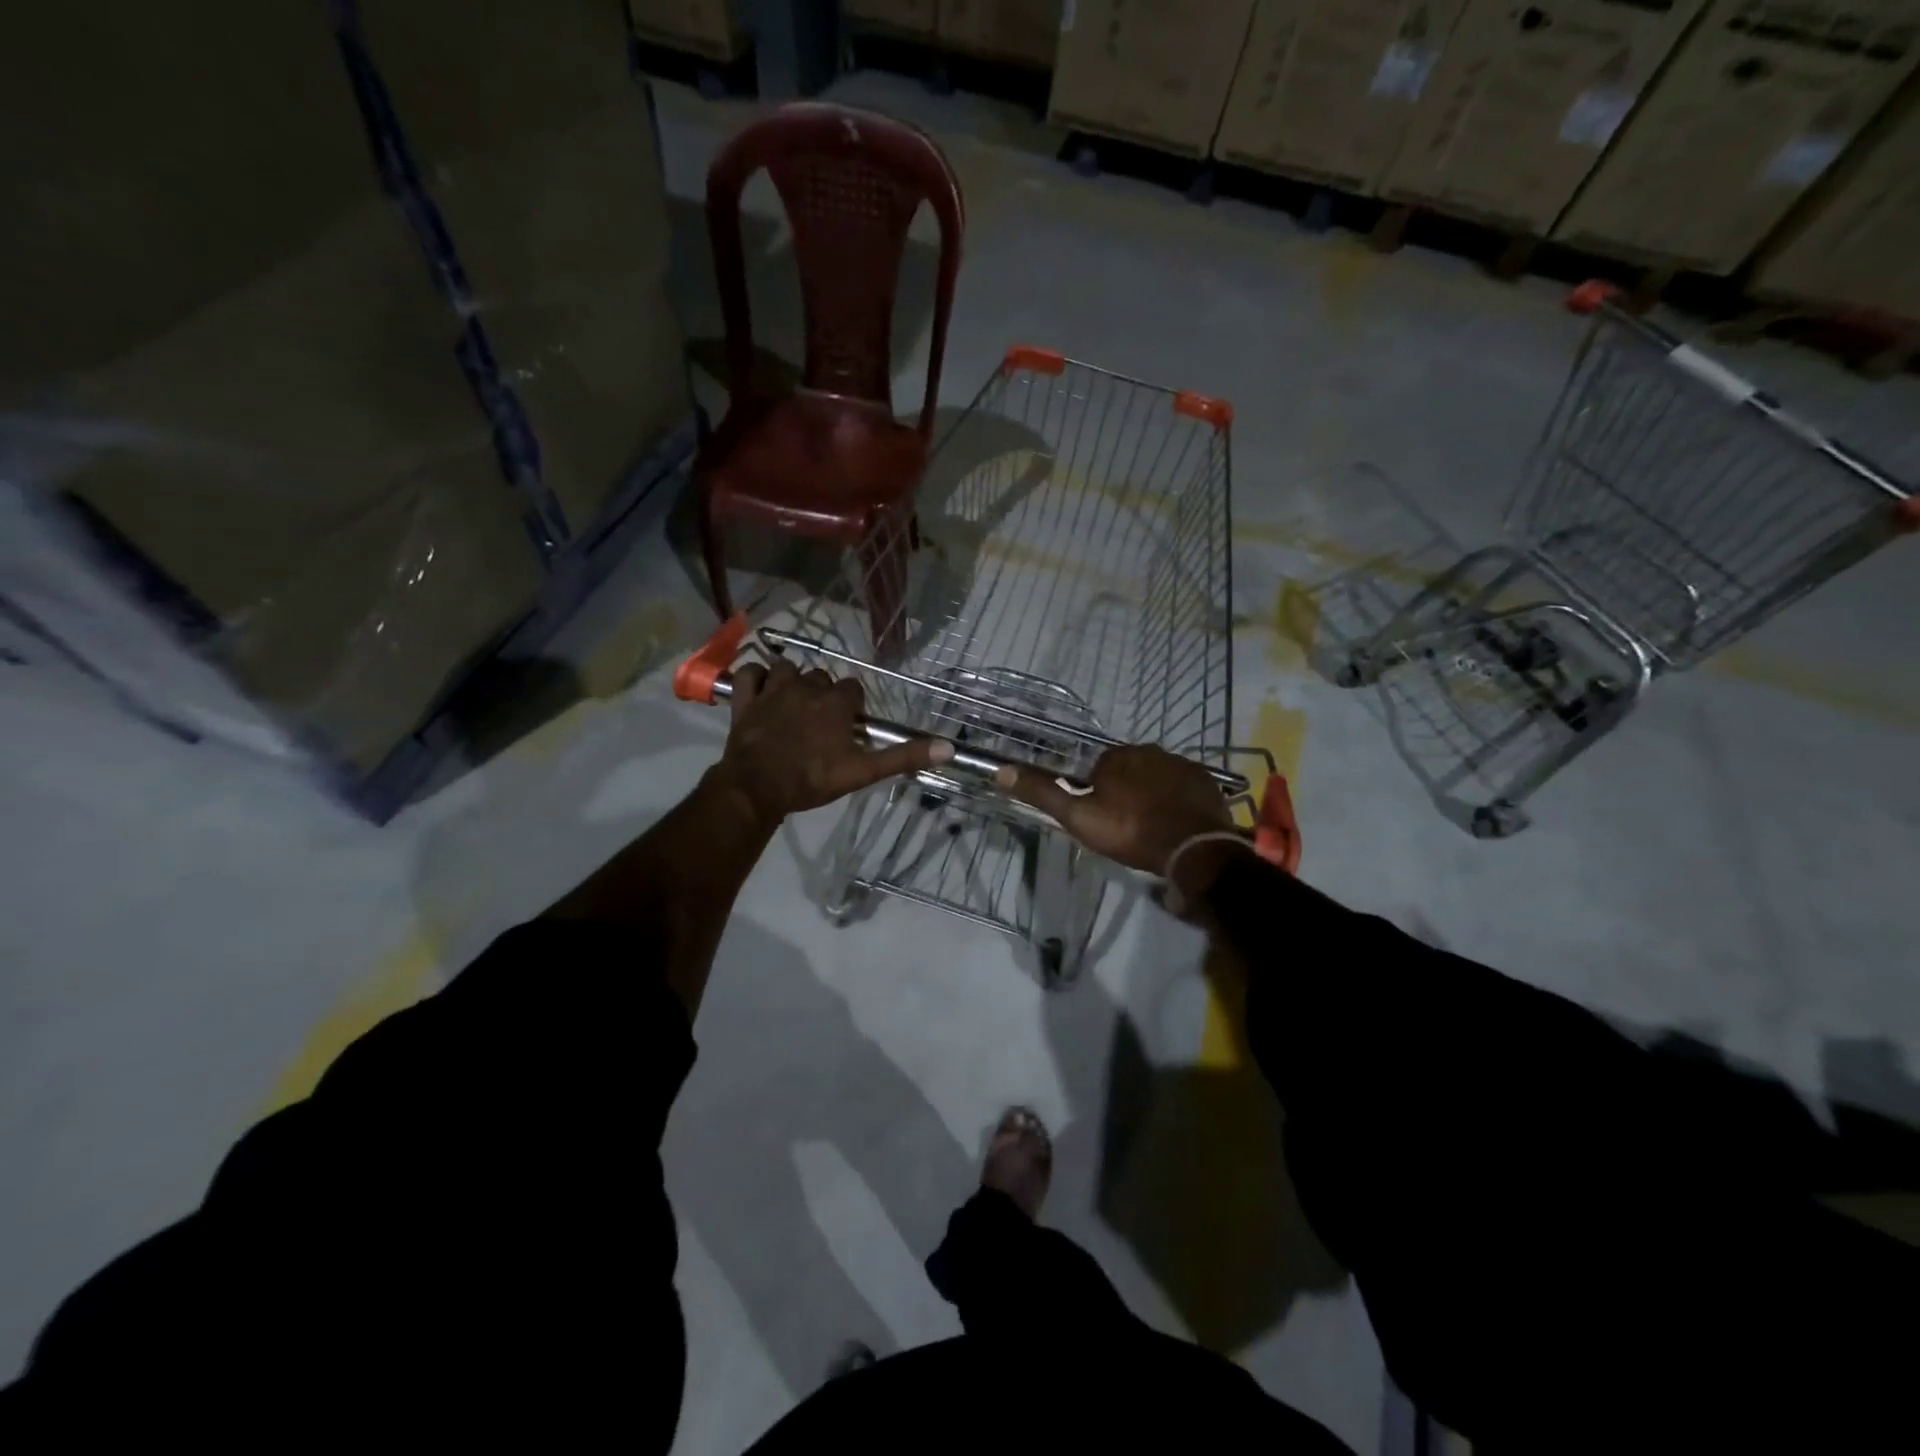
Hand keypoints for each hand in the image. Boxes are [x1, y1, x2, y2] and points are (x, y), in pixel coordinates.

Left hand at [711, 658, 952, 828]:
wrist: (756, 789)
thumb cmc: (812, 780)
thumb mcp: (862, 771)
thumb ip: (903, 757)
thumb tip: (949, 747)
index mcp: (835, 702)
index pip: (853, 688)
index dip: (853, 706)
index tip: (849, 726)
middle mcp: (806, 686)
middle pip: (821, 678)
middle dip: (824, 694)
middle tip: (822, 722)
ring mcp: (773, 690)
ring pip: (787, 669)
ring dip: (792, 681)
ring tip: (793, 703)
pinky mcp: (745, 699)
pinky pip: (749, 672)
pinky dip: (755, 677)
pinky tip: (761, 689)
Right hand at [992, 745, 1237, 874]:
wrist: (1192, 848)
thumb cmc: (1130, 831)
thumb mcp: (1078, 817)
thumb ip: (1043, 793)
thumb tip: (1001, 770)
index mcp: (1116, 757)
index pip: (1097, 767)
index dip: (1094, 791)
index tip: (1099, 815)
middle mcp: (1149, 751)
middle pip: (1128, 768)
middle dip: (1124, 789)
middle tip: (1124, 823)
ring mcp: (1181, 764)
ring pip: (1156, 775)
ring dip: (1151, 793)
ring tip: (1150, 824)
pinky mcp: (1205, 780)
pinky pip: (1182, 785)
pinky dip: (1176, 798)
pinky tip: (1175, 821)